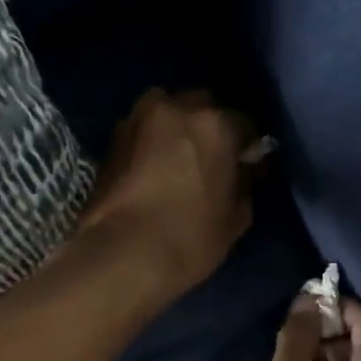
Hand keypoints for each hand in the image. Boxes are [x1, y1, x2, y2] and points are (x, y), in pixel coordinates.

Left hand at [77, 89, 258, 305]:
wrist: (120, 254)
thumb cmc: (189, 238)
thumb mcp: (235, 218)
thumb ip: (245, 183)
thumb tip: (246, 169)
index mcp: (215, 124)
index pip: (245, 122)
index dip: (247, 144)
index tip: (247, 162)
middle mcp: (176, 108)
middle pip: (202, 105)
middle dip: (209, 124)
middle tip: (211, 155)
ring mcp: (138, 119)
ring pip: (167, 110)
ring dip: (176, 126)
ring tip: (179, 157)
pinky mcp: (112, 138)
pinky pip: (143, 129)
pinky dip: (151, 140)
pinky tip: (154, 166)